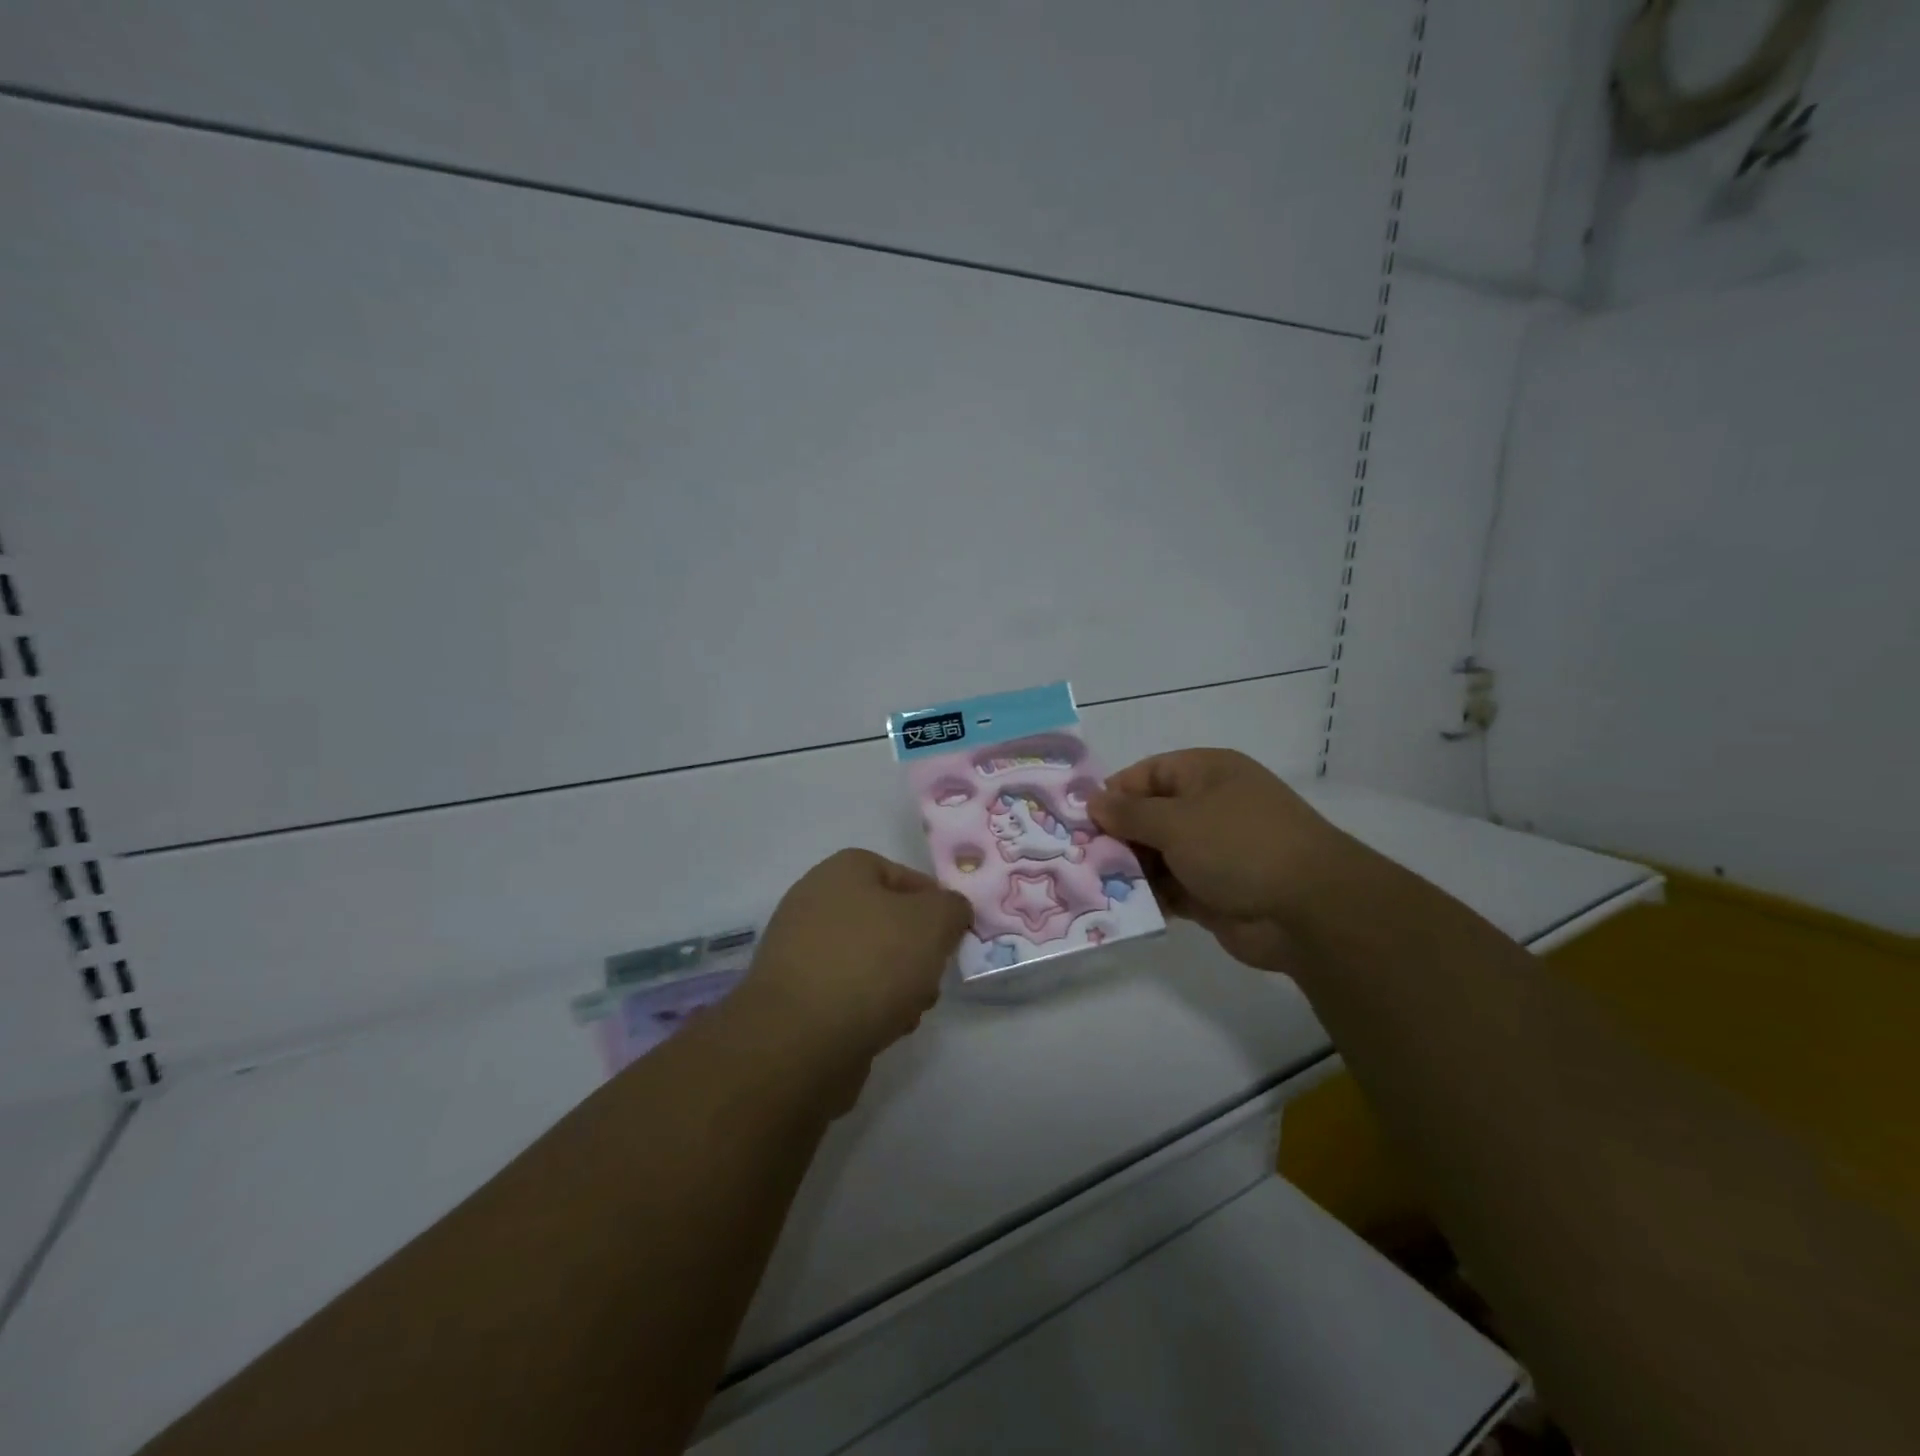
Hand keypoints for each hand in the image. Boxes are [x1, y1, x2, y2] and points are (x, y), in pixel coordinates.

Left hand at [737, 848, 971, 1082]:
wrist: (800, 1039)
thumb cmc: (872, 963)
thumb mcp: (934, 921)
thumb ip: (952, 908)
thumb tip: (950, 911)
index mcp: (843, 871)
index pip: (902, 875)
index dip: (934, 903)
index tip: (953, 935)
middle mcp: (816, 902)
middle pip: (886, 920)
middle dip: (917, 949)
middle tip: (932, 975)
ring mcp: (800, 951)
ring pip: (870, 960)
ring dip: (898, 983)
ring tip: (911, 1009)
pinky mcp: (795, 997)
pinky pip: (846, 993)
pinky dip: (869, 1007)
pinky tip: (883, 1029)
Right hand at [1089, 749, 1352, 971]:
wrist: (1308, 910)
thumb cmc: (1238, 845)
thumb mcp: (1176, 821)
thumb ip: (1129, 813)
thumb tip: (1094, 801)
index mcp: (1206, 774)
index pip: (1147, 774)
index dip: (1114, 794)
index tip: (1080, 819)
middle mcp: (1209, 808)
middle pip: (1149, 816)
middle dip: (1116, 837)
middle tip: (1078, 857)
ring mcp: (1213, 852)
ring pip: (1157, 855)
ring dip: (1129, 870)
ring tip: (1092, 885)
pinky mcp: (1214, 892)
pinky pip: (1170, 888)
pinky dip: (1149, 897)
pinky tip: (1120, 908)